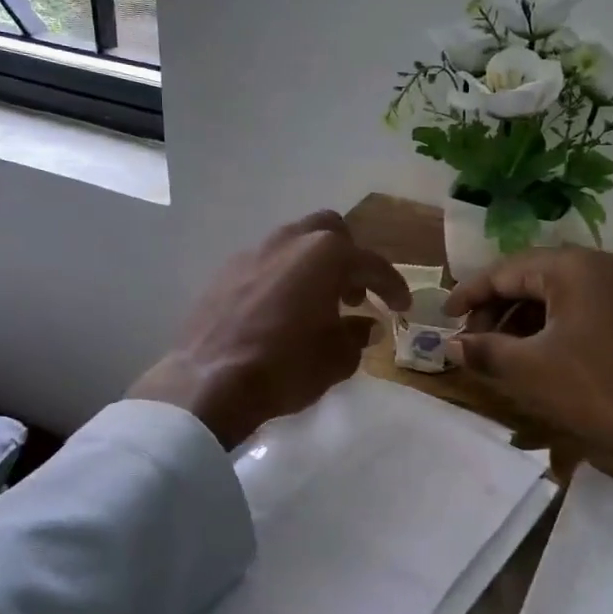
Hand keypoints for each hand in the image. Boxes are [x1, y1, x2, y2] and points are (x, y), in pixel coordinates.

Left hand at [129, 212, 410, 448]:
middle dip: (349, 258)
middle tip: (355, 295)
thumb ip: (358, 335)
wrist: (210, 382)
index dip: (392, 287)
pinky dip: (283, 278)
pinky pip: (266, 263)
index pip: (372, 265)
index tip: (402, 307)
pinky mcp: (225, 271)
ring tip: (318, 303)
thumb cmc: (287, 366)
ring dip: (314, 266)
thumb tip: (366, 325)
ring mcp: (253, 252)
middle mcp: (290, 241)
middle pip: (331, 232)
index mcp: (326, 255)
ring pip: (294, 244)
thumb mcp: (338, 358)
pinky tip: (282, 311)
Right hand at [445, 247, 612, 523]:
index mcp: (570, 268)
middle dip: (493, 310)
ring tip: (495, 353)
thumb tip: (451, 344)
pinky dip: (544, 329)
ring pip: (549, 296)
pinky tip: (530, 357)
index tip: (443, 317)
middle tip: (469, 342)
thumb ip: (485, 350)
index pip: (504, 271)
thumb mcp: (529, 370)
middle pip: (527, 278)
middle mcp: (594, 267)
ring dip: (517, 321)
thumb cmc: (596, 389)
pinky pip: (571, 310)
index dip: (468, 294)